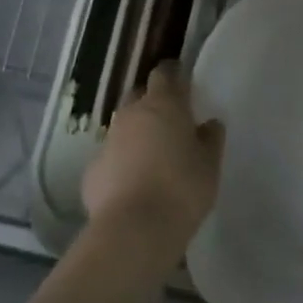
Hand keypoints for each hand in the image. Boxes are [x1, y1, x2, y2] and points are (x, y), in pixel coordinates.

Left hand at [82, 62, 223, 270]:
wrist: (134, 229)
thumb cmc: (182, 189)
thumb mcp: (210, 165)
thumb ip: (210, 139)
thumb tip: (209, 124)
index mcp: (163, 105)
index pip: (164, 73)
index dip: (173, 74)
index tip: (182, 80)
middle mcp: (131, 115)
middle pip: (139, 96)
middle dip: (152, 102)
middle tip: (169, 120)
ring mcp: (108, 141)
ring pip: (123, 127)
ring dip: (136, 134)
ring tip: (152, 156)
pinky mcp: (92, 170)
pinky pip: (111, 158)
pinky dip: (121, 163)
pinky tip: (133, 184)